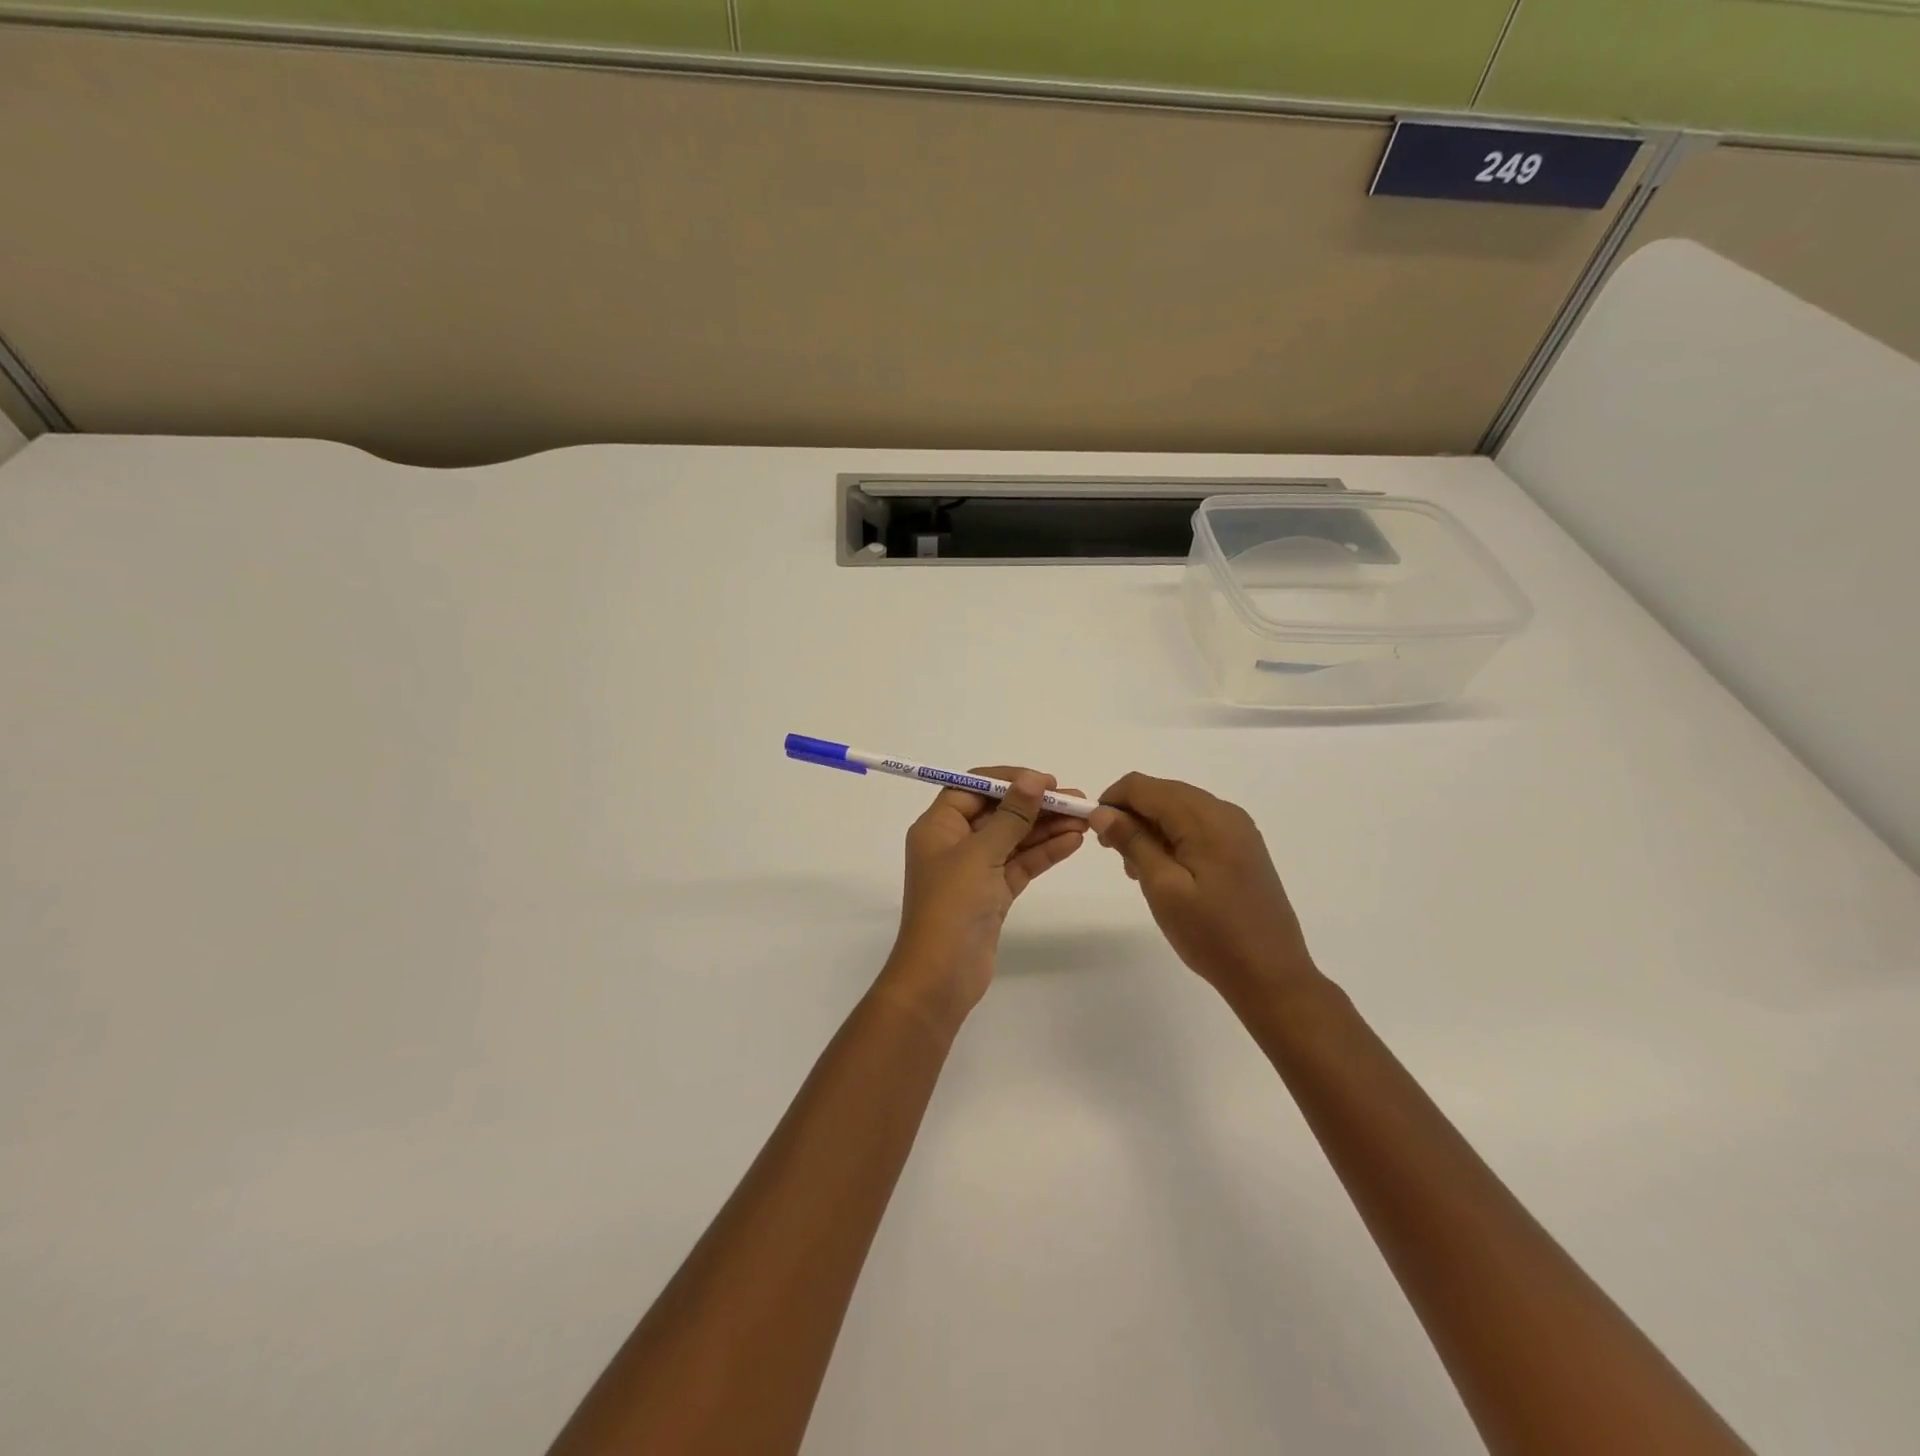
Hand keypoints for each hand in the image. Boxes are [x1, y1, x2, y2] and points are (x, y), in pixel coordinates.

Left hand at [876, 768, 1088, 1034]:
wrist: (940, 977)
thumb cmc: (951, 906)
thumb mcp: (980, 854)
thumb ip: (1011, 816)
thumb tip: (1034, 780)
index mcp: (938, 827)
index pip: (972, 788)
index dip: (1008, 781)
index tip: (1044, 781)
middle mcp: (954, 843)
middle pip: (998, 813)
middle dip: (1035, 805)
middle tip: (1076, 801)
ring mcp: (974, 870)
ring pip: (1013, 839)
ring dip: (1046, 828)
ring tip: (1084, 820)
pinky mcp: (992, 895)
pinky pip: (1020, 865)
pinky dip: (1044, 853)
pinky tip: (1073, 842)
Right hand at [1090, 773, 1318, 1005]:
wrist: (1272, 976)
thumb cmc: (1212, 934)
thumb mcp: (1162, 888)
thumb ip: (1132, 842)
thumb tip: (1102, 811)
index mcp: (1205, 818)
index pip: (1143, 786)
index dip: (1111, 800)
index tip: (1095, 831)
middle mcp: (1225, 812)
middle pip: (1163, 792)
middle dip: (1131, 814)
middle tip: (1114, 854)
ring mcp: (1238, 830)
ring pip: (1179, 808)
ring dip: (1150, 827)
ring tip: (1136, 868)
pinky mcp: (1243, 847)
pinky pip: (1198, 826)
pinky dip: (1173, 837)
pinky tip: (1164, 870)